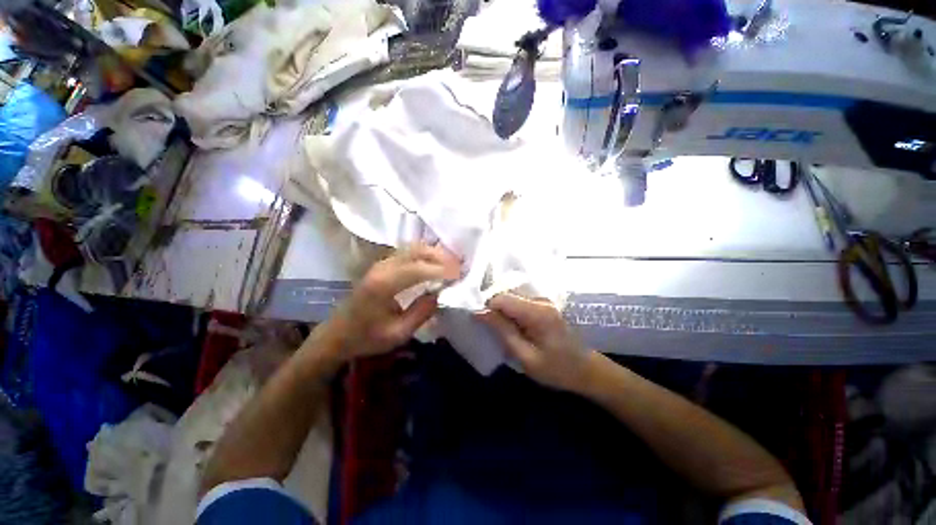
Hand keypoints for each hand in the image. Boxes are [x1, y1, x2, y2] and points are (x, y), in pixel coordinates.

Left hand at [318, 243, 460, 360]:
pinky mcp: (382, 265)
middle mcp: (383, 267)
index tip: (459, 275)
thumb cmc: (367, 337)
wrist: (338, 334)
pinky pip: (408, 252)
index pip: (419, 269)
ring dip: (434, 253)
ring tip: (451, 263)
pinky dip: (425, 254)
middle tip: (460, 266)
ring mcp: (381, 263)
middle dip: (441, 256)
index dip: (442, 270)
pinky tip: (435, 263)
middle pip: (417, 251)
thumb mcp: (398, 333)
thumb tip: (440, 294)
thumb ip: (422, 312)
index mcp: (384, 284)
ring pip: (413, 248)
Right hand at [479, 293, 593, 392]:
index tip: (481, 323)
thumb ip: (503, 331)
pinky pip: (519, 302)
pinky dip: (510, 312)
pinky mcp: (543, 305)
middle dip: (494, 309)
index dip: (487, 308)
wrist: (586, 370)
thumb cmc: (557, 369)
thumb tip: (480, 312)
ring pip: (511, 298)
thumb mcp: (525, 356)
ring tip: (501, 330)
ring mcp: (543, 300)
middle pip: (506, 295)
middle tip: (490, 330)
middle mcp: (540, 300)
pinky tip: (512, 327)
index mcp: (537, 312)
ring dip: (501, 312)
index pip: (502, 298)